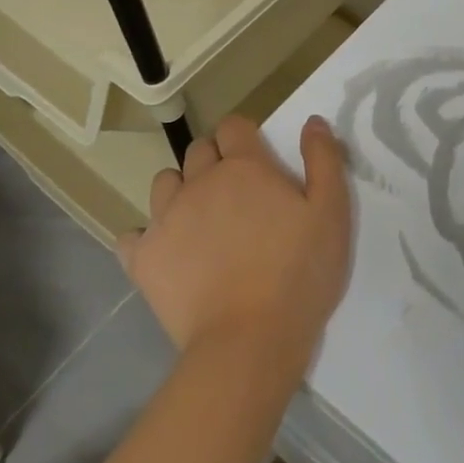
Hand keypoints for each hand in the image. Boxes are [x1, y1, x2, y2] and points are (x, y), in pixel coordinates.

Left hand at [120, 114, 351, 372]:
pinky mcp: (143, 259)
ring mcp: (166, 219)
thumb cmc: (300, 273)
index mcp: (244, 167)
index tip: (257, 159)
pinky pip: (131, 235)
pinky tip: (166, 253)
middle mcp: (200, 182)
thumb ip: (324, 160)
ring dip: (181, 191)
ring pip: (164, 183)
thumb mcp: (332, 213)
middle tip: (236, 193)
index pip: (233, 126)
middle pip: (198, 150)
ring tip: (201, 220)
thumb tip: (311, 121)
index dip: (244, 136)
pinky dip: (146, 238)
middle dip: (214, 160)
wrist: (249, 342)